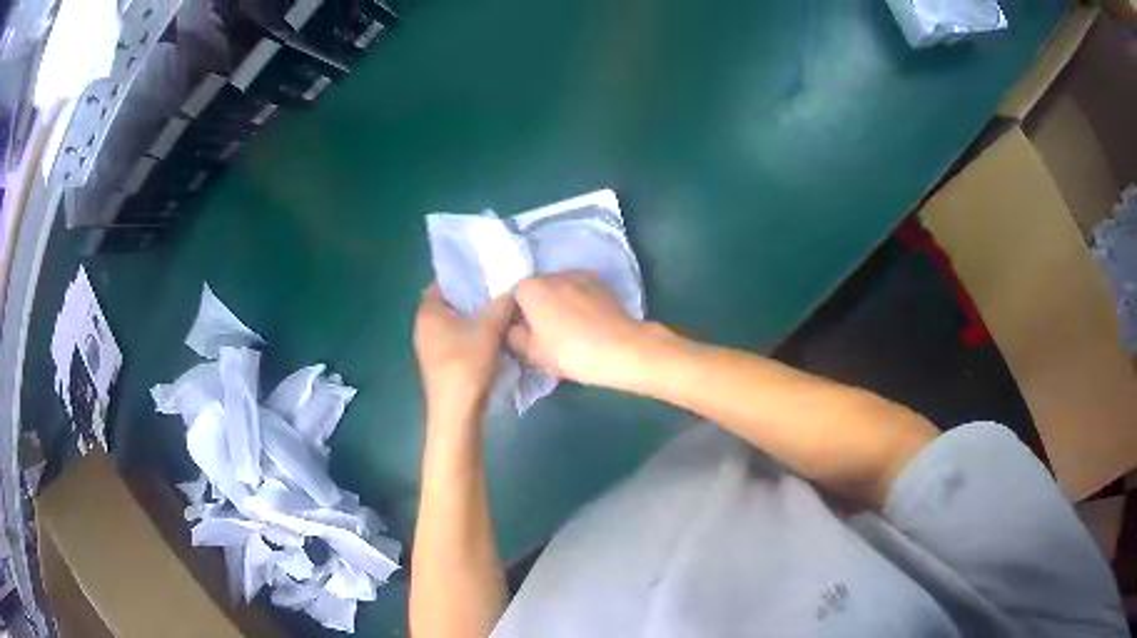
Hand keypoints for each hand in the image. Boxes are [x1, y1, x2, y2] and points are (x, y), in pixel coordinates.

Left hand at [414, 284, 514, 424]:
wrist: (457, 411)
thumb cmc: (467, 363)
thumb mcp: (490, 328)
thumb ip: (502, 303)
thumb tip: (515, 286)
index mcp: (428, 312)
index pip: (444, 282)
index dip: (466, 276)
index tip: (489, 273)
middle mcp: (423, 327)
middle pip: (451, 304)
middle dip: (474, 298)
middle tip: (501, 291)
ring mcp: (430, 348)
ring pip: (455, 324)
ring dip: (475, 319)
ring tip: (502, 312)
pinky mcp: (440, 364)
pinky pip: (457, 341)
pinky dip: (472, 336)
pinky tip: (493, 338)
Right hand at [508, 273, 656, 388]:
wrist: (620, 349)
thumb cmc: (569, 351)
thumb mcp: (531, 353)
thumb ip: (513, 337)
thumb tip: (513, 329)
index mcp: (530, 288)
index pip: (513, 298)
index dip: (517, 317)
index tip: (526, 336)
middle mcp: (553, 275)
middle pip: (539, 290)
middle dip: (540, 308)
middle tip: (547, 335)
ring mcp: (581, 276)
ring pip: (562, 290)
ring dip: (562, 304)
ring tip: (571, 330)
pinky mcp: (603, 284)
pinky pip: (583, 293)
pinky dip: (582, 303)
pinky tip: (589, 324)